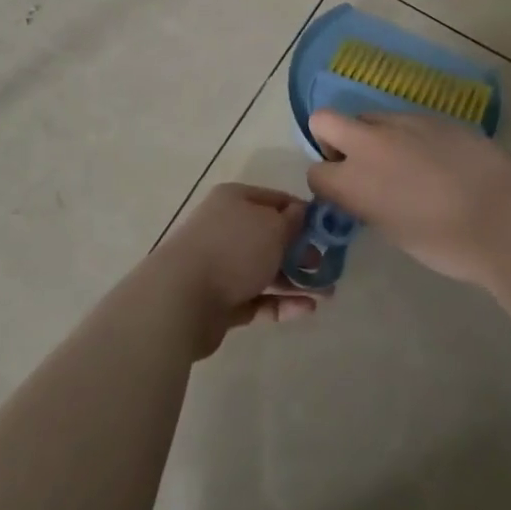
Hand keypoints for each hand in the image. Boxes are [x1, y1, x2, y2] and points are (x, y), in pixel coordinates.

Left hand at [142, 184, 320, 358]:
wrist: (182, 298)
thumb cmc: (233, 249)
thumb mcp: (272, 227)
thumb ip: (292, 221)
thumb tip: (300, 213)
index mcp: (235, 200)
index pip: (275, 200)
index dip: (302, 213)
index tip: (327, 231)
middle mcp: (227, 227)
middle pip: (270, 237)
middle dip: (301, 252)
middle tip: (328, 267)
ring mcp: (222, 265)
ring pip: (266, 270)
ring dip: (296, 280)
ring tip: (326, 294)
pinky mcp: (222, 300)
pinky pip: (257, 298)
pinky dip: (280, 303)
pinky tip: (306, 310)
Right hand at [307, 109, 510, 287]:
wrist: (503, 219)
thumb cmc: (446, 244)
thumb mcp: (393, 231)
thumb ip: (368, 203)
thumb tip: (368, 191)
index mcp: (353, 182)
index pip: (315, 171)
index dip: (328, 181)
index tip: (346, 193)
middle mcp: (368, 144)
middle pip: (324, 119)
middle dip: (332, 137)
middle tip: (360, 162)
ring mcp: (401, 123)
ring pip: (369, 117)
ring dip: (376, 136)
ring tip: (408, 163)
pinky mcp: (431, 115)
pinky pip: (406, 120)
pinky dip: (411, 136)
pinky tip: (439, 159)